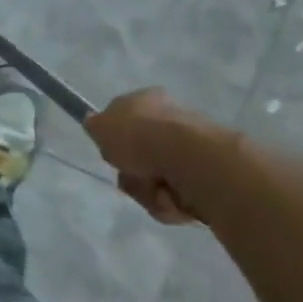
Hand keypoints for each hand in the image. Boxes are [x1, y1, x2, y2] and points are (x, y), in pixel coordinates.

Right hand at [85, 88, 215, 225]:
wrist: (188, 159)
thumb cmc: (139, 136)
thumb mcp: (100, 126)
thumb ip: (95, 125)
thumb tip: (95, 123)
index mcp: (148, 100)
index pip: (126, 117)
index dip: (116, 137)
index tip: (112, 151)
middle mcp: (172, 120)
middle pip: (138, 155)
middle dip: (130, 171)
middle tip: (129, 173)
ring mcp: (192, 148)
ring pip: (153, 178)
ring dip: (146, 190)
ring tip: (153, 189)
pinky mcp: (206, 176)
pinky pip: (173, 196)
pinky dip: (167, 202)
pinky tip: (170, 197)